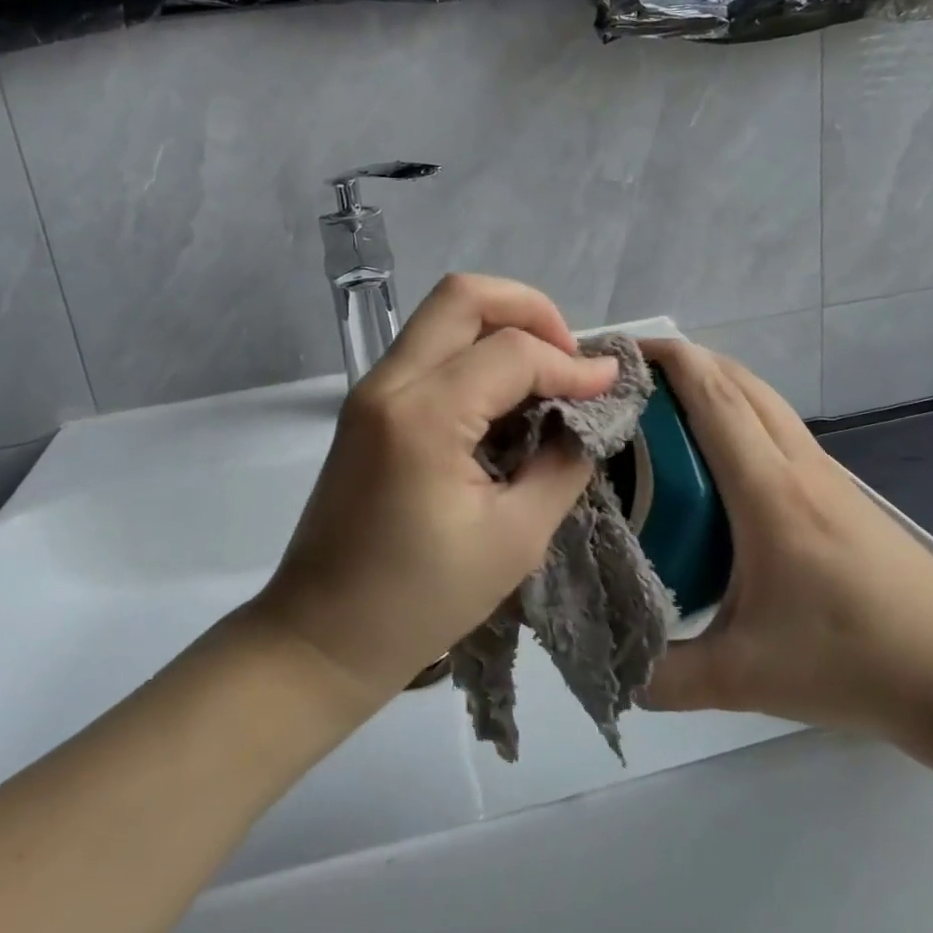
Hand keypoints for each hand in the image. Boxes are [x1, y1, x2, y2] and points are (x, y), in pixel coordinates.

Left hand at [249, 274, 618, 715]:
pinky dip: (474, 355)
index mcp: (423, 416)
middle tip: (569, 357)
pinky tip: (506, 400)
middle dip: (530, 310)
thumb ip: (563, 463)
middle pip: (463, 295)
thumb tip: (588, 416)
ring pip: (442, 316)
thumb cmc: (421, 600)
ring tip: (544, 376)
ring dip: (501, 329)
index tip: (609, 388)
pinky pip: (428, 351)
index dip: (570, 364)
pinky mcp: (367, 408)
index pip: (512, 352)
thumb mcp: (516, 538)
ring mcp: (370, 391)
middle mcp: (388, 384)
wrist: (323, 637)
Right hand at [640, 341, 932, 738]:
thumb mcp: (744, 677)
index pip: (715, 400)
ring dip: (715, 381)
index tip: (624, 351)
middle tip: (632, 374)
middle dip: (685, 360)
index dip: (669, 361)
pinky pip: (778, 425)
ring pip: (764, 399)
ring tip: (666, 400)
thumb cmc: (851, 660)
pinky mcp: (839, 489)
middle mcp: (798, 465)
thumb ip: (666, 676)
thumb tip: (610, 667)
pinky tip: (718, 449)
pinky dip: (739, 409)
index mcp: (769, 493)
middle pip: (739, 382)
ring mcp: (825, 473)